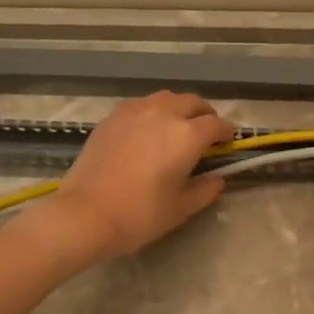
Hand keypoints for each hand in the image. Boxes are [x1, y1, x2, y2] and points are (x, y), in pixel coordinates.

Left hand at [42, 92, 234, 260]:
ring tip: (176, 127)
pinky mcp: (112, 117)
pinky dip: (152, 112)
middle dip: (204, 114)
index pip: (216, 124)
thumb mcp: (180, 208)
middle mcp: (163, 114)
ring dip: (178, 108)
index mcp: (187, 135)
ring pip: (166, 98)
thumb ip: (205, 190)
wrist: (86, 213)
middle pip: (192, 102)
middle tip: (205, 133)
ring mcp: (135, 111)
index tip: (227, 143)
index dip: (226, 133)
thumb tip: (217, 178)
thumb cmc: (139, 214)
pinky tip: (147, 131)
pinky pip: (141, 105)